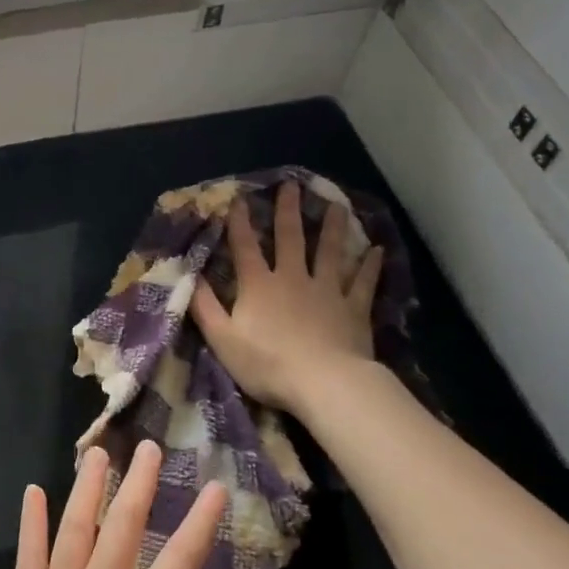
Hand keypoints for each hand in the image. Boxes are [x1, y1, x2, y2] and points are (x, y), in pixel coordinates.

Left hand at [0, 442, 235, 568]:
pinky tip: (33, 492)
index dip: (201, 521)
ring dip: (88, 486)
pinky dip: (32, 520)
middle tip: (150, 447)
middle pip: (124, 525)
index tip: (216, 486)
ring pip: (76, 526)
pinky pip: (28, 553)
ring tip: (98, 452)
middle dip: (140, 483)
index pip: (181, 560)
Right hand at [191, 181, 384, 416]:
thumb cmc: (267, 364)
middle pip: (290, 239)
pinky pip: (363, 282)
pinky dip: (370, 266)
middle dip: (288, 211)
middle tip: (292, 185)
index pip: (245, 247)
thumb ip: (205, 306)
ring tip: (337, 205)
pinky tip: (378, 250)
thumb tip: (190, 276)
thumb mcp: (222, 339)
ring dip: (333, 228)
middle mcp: (293, 278)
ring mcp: (327, 291)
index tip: (238, 199)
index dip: (239, 223)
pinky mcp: (353, 309)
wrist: (323, 383)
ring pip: (330, 252)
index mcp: (259, 286)